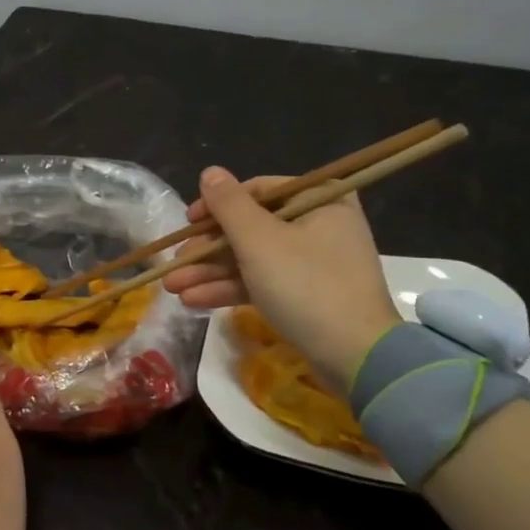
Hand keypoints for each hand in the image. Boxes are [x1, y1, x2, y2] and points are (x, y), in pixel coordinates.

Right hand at [162, 167, 401, 390]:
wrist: (355, 357)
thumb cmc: (306, 285)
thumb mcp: (260, 241)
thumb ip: (229, 205)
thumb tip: (210, 172)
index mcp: (319, 199)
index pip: (259, 190)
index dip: (217, 205)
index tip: (188, 223)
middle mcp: (319, 224)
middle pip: (251, 227)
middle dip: (208, 249)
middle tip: (174, 263)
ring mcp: (313, 263)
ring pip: (252, 259)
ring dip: (211, 272)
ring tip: (173, 287)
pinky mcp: (306, 296)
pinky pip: (262, 282)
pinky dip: (231, 289)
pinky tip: (194, 300)